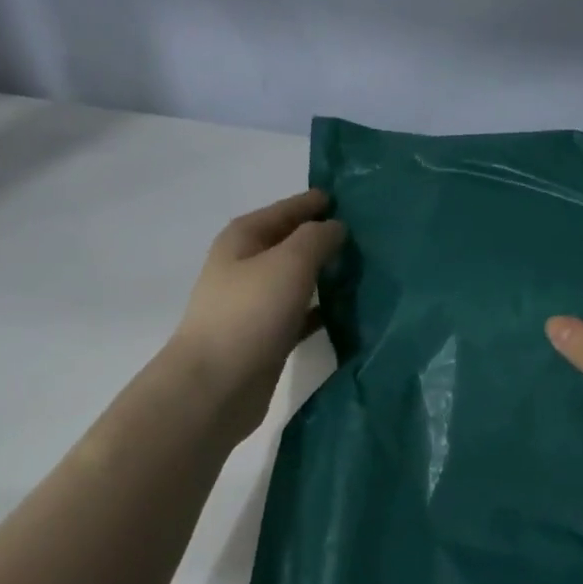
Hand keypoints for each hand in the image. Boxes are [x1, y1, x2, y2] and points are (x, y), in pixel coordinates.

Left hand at [170, 189, 344, 442]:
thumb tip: (335, 228)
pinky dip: (322, 310)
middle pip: (290, 244)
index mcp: (243, 240)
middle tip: (365, 236)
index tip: (346, 198)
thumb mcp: (289, 264)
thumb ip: (316, 240)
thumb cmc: (250, 315)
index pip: (284, 211)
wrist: (217, 384)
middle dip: (322, 239)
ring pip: (297, 280)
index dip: (313, 203)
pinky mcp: (267, 337)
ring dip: (325, 275)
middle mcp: (246, 267)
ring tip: (363, 271)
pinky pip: (301, 314)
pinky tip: (348, 312)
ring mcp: (255, 304)